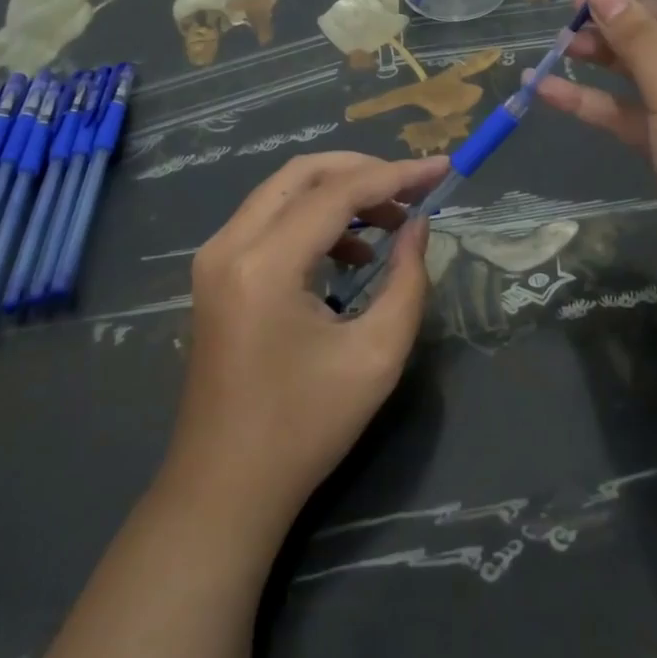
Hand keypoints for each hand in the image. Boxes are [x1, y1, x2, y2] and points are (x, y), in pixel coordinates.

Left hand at [161, 152, 447, 540]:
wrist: (224, 489)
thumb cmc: (304, 429)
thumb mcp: (376, 356)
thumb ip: (407, 280)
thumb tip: (419, 225)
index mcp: (265, 264)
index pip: (337, 193)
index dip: (396, 175)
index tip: (441, 168)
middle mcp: (230, 244)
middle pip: (303, 173)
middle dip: (364, 171)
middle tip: (413, 188)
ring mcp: (215, 256)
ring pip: (284, 190)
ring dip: (339, 193)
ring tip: (390, 223)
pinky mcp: (216, 271)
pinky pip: (270, 218)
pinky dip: (314, 217)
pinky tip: (352, 252)